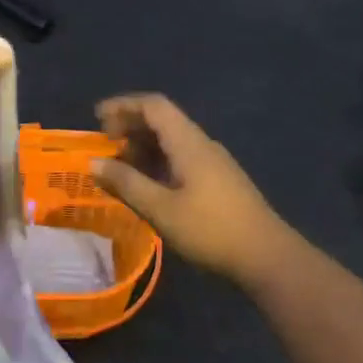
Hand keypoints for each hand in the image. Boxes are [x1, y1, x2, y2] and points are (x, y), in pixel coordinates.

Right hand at [92, 95, 294, 285]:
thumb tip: (94, 162)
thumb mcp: (161, 209)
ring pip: (172, 141)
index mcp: (188, 142)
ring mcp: (213, 162)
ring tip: (119, 168)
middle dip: (130, 126)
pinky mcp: (219, 181)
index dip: (123, 105)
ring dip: (143, 147)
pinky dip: (158, 162)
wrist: (268, 257)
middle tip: (104, 145)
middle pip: (162, 120)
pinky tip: (147, 185)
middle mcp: (201, 144)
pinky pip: (181, 158)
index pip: (153, 106)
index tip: (97, 118)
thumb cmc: (211, 230)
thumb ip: (126, 183)